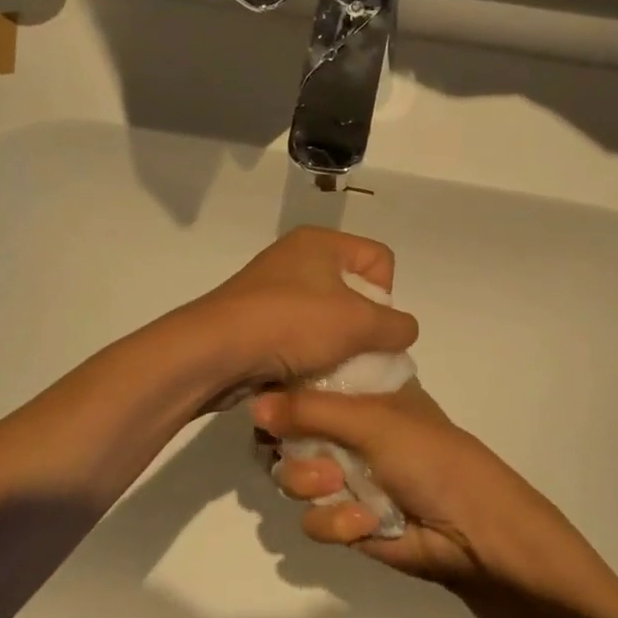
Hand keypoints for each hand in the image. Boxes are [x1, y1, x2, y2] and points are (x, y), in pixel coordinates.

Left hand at [175, 228, 419, 396]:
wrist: (214, 353)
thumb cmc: (290, 325)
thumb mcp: (358, 324)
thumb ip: (397, 326)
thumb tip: (403, 331)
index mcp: (320, 242)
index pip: (379, 259)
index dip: (385, 295)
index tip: (369, 325)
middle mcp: (296, 258)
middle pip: (354, 291)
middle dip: (362, 327)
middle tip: (353, 353)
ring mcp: (273, 291)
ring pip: (328, 319)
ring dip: (336, 347)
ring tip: (329, 370)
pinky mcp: (257, 321)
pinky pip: (300, 336)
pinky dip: (308, 356)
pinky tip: (305, 375)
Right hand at [251, 382, 576, 587]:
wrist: (470, 531)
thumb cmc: (429, 456)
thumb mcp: (371, 420)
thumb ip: (310, 411)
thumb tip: (252, 405)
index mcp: (359, 394)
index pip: (304, 383)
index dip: (281, 394)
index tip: (261, 401)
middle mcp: (347, 430)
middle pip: (286, 434)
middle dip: (293, 449)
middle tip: (314, 455)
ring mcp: (344, 475)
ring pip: (292, 478)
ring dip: (311, 485)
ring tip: (338, 488)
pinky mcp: (345, 520)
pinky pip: (312, 520)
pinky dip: (335, 522)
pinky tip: (365, 523)